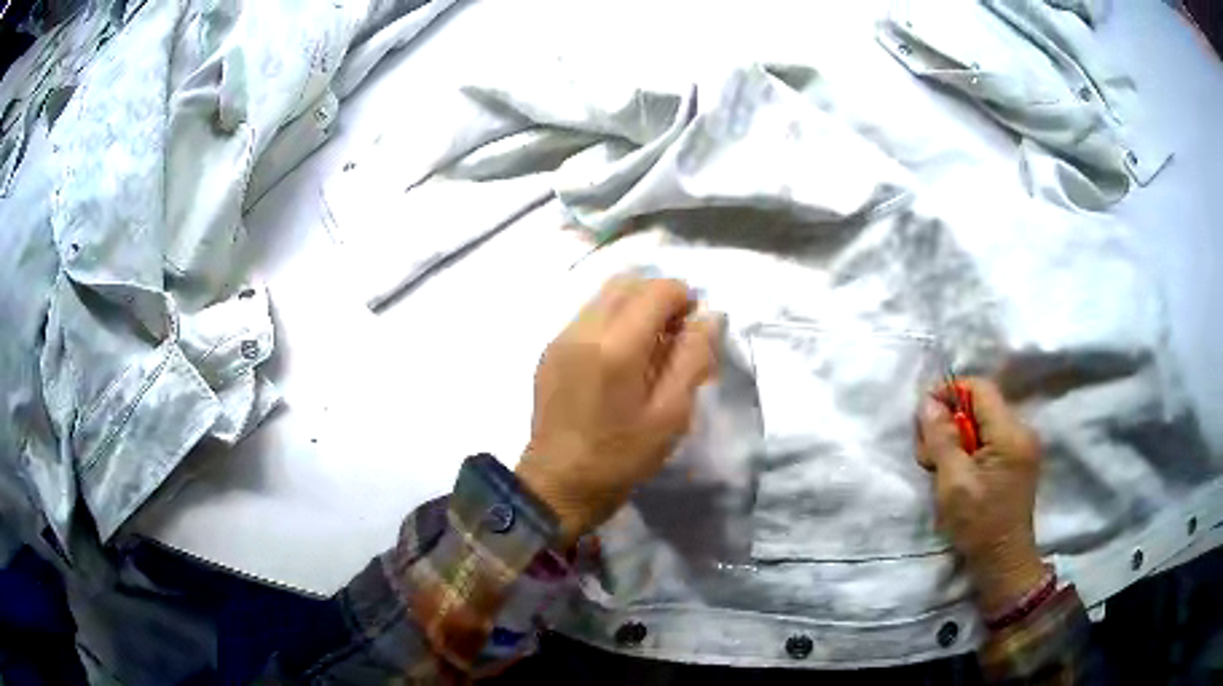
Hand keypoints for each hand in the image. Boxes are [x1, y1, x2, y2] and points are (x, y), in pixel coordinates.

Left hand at [516, 275, 721, 546]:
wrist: (558, 485)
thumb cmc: (621, 457)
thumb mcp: (671, 414)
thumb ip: (693, 358)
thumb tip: (710, 316)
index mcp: (616, 346)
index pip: (657, 290)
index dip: (684, 298)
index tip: (694, 329)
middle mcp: (583, 329)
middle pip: (627, 282)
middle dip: (659, 297)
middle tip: (675, 336)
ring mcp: (561, 338)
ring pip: (605, 296)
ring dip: (635, 306)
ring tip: (650, 347)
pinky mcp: (550, 351)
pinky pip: (588, 316)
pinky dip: (613, 320)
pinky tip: (621, 359)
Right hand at [916, 377, 1046, 615]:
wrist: (1003, 561)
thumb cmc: (978, 525)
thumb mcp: (953, 483)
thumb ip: (942, 439)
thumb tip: (928, 402)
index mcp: (1010, 433)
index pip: (980, 389)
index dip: (949, 392)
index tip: (923, 414)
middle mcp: (1022, 431)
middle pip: (981, 405)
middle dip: (950, 421)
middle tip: (927, 452)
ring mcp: (1022, 446)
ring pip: (983, 423)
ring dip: (957, 437)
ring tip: (940, 467)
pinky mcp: (1018, 460)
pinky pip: (990, 440)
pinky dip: (969, 449)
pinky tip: (957, 473)